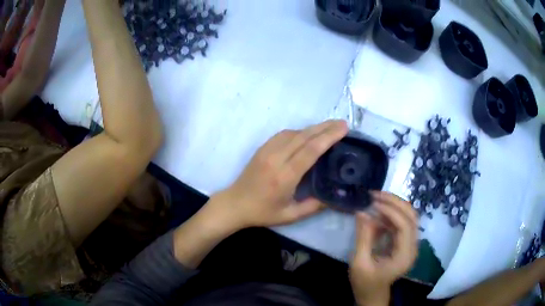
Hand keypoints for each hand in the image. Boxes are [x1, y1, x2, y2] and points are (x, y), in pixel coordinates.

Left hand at [213, 120, 347, 228]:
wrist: (235, 204)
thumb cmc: (262, 212)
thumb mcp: (290, 216)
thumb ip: (313, 207)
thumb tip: (333, 197)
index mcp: (284, 176)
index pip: (310, 150)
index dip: (328, 137)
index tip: (343, 129)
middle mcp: (276, 159)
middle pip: (304, 137)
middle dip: (325, 128)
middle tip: (342, 123)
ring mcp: (267, 151)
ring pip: (294, 133)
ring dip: (313, 128)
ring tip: (330, 127)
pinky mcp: (262, 148)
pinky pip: (283, 134)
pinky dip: (299, 131)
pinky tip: (308, 133)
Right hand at [350, 192, 418, 305]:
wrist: (373, 294)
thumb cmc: (365, 283)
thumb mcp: (360, 263)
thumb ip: (363, 237)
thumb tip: (362, 212)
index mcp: (404, 256)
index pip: (405, 226)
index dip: (391, 211)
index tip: (374, 203)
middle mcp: (412, 247)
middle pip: (411, 217)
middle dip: (395, 202)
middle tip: (376, 194)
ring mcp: (410, 244)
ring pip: (408, 216)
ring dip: (394, 205)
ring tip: (375, 199)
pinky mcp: (404, 242)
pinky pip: (401, 223)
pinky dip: (390, 215)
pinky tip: (377, 214)